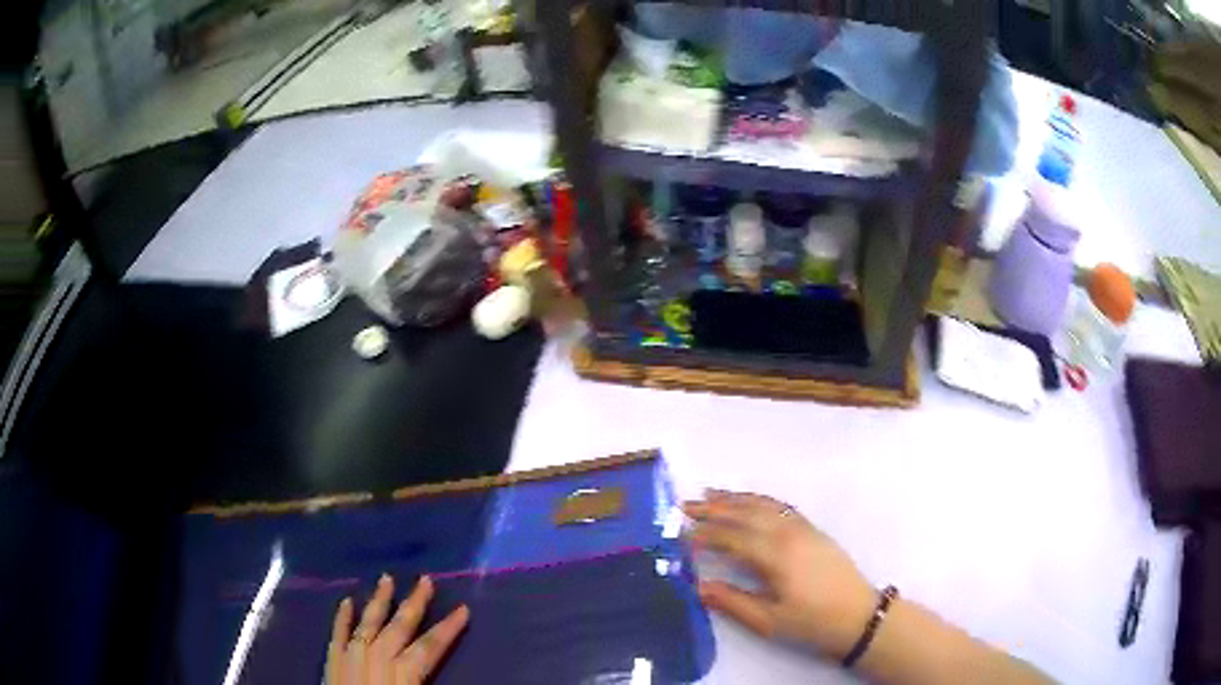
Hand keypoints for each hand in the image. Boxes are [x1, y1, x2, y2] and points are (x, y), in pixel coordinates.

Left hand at [326, 574, 468, 684]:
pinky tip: (347, 600)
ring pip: (367, 625)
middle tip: (425, 579)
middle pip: (398, 629)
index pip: (429, 648)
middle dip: (413, 604)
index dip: (447, 629)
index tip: (463, 609)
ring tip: (387, 578)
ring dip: (378, 602)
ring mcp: (349, 658)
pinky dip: (341, 617)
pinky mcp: (331, 662)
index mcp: (402, 677)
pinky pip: (337, 634)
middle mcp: (376, 661)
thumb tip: (440, 664)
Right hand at [684, 490, 875, 658]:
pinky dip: (760, 499)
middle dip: (714, 508)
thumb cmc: (811, 622)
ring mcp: (802, 529)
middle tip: (685, 505)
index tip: (681, 534)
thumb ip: (732, 601)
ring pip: (763, 505)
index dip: (704, 534)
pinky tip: (750, 501)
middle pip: (745, 513)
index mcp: (775, 556)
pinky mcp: (813, 530)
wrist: (858, 615)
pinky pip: (781, 507)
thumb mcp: (769, 621)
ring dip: (735, 498)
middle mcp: (787, 534)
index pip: (731, 537)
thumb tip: (697, 586)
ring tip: (710, 494)